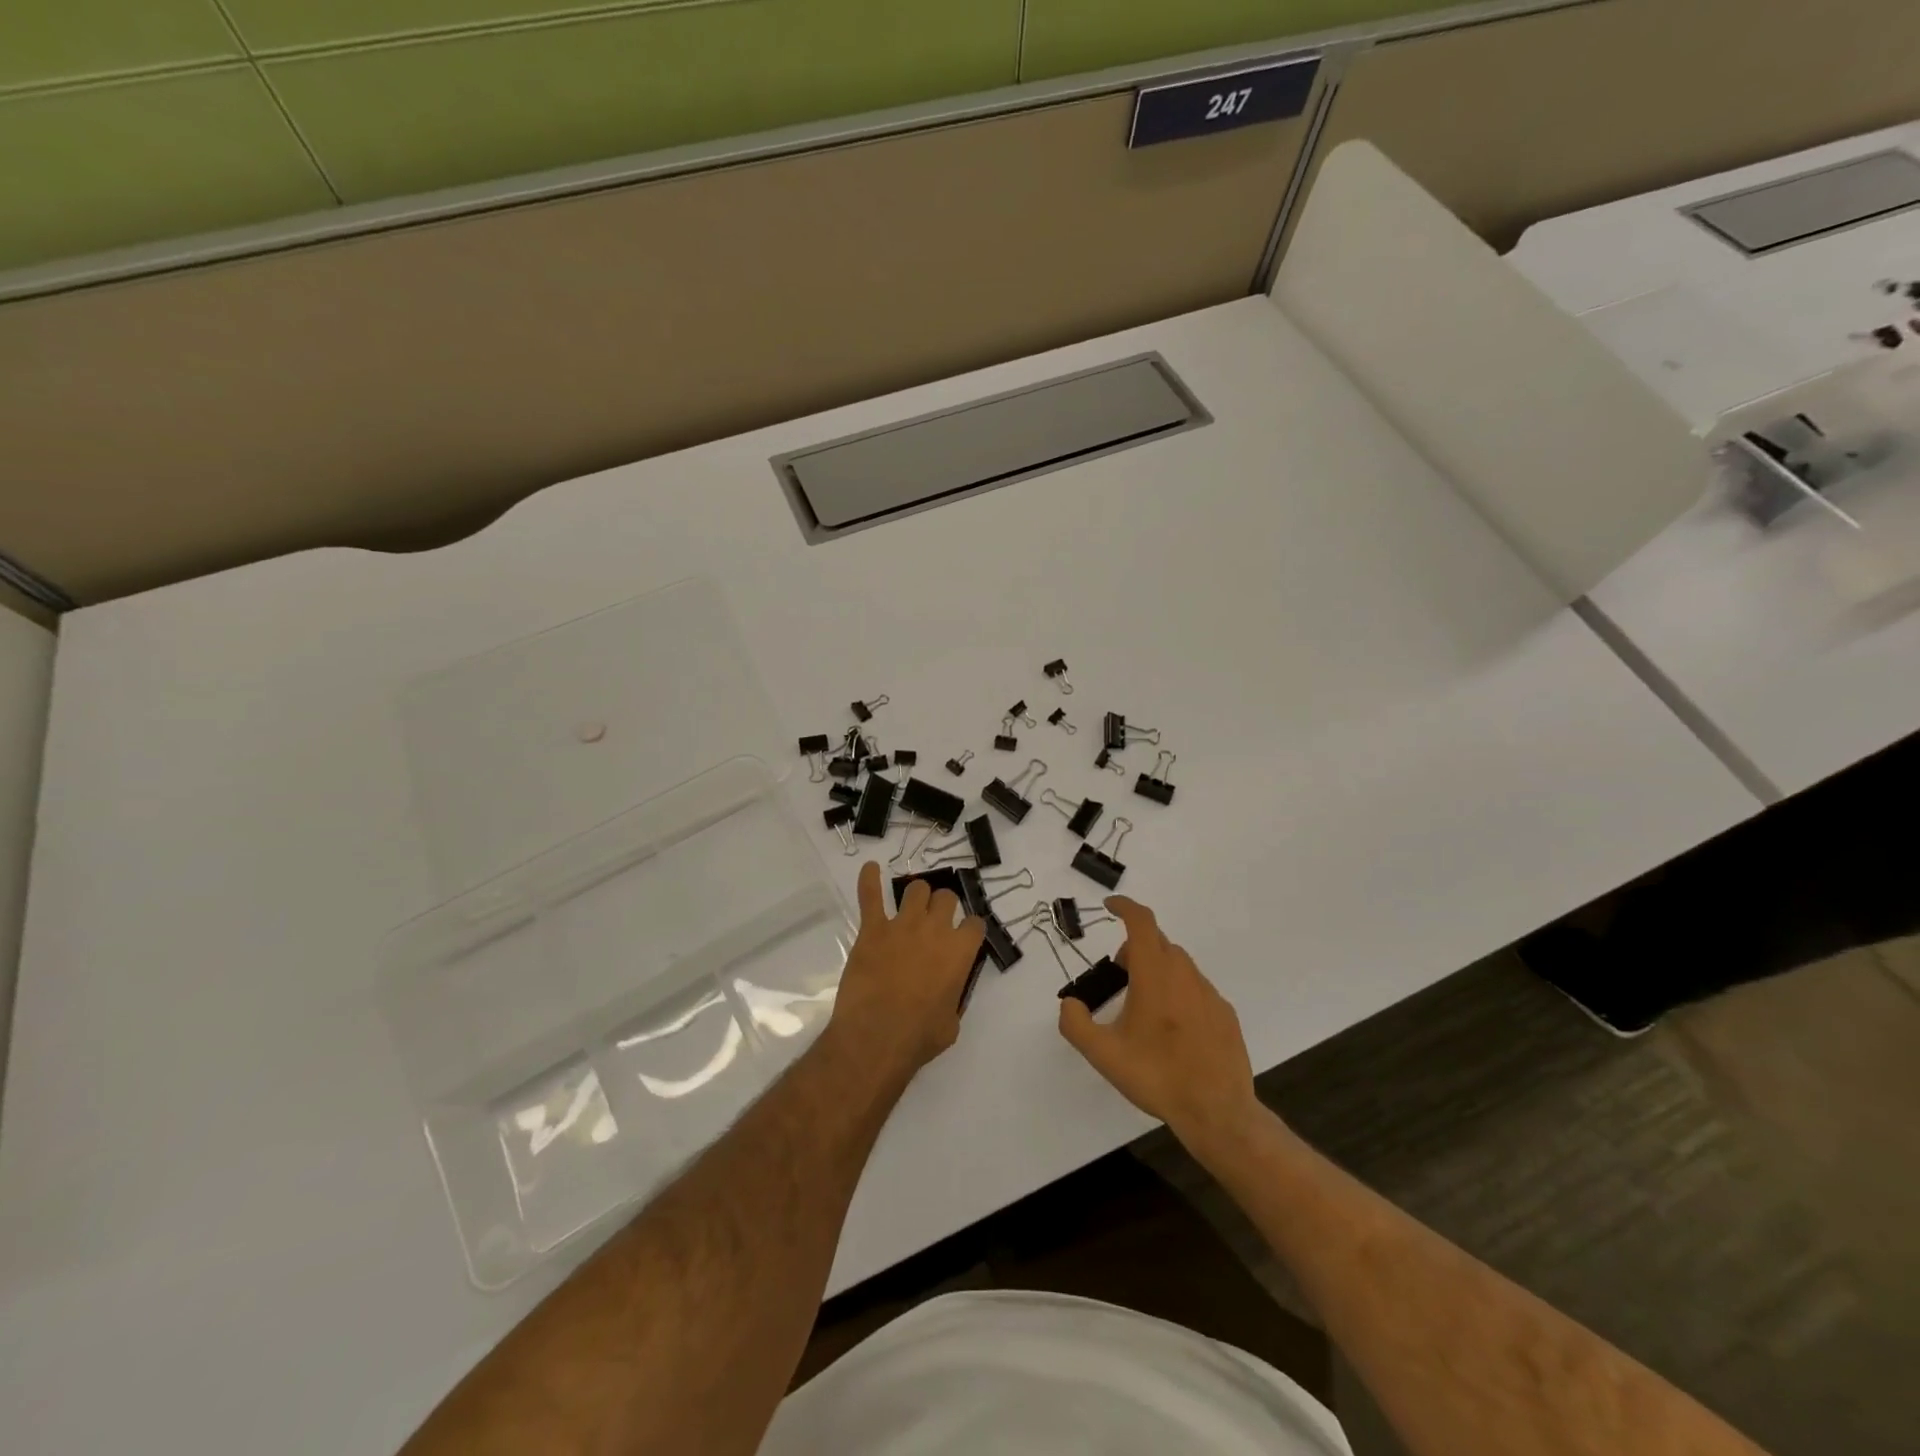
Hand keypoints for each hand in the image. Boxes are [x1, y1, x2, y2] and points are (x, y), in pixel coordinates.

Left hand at [826, 862, 986, 1082]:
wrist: (875, 1037)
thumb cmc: (918, 1037)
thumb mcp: (952, 1022)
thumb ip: (954, 996)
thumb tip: (948, 990)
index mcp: (960, 951)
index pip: (975, 923)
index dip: (970, 929)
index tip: (964, 936)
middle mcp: (935, 929)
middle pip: (946, 898)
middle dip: (943, 906)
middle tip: (935, 921)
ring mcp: (902, 925)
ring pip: (916, 889)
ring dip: (916, 895)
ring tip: (911, 904)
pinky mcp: (872, 929)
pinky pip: (870, 895)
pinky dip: (869, 879)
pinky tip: (870, 868)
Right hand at [1057, 896, 1259, 1151]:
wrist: (1217, 1111)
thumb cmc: (1157, 1076)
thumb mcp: (1103, 1054)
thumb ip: (1076, 1024)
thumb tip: (1070, 1003)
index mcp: (1155, 975)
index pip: (1141, 922)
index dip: (1124, 907)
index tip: (1110, 907)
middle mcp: (1185, 974)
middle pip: (1158, 942)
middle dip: (1134, 948)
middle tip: (1118, 976)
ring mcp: (1209, 993)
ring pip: (1178, 965)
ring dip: (1157, 970)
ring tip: (1143, 1006)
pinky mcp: (1225, 1014)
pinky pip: (1195, 988)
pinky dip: (1178, 992)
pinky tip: (1172, 1029)